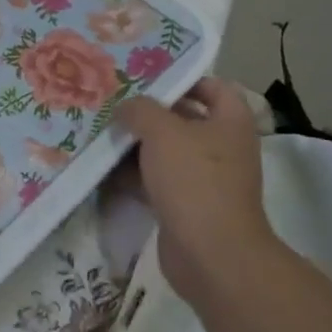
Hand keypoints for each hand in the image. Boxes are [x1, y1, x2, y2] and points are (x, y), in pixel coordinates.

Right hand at [116, 78, 275, 309]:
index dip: (183, 78)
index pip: (213, 86)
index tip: (147, 77)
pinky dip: (135, 175)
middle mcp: (223, 147)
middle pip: (184, 119)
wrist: (211, 255)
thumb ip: (141, 110)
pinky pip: (157, 181)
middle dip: (149, 113)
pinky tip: (104, 168)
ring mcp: (205, 179)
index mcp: (230, 122)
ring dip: (137, 145)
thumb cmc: (194, 180)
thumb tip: (126, 106)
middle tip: (114, 102)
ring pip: (166, 152)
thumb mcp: (162, 131)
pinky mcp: (187, 206)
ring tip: (102, 132)